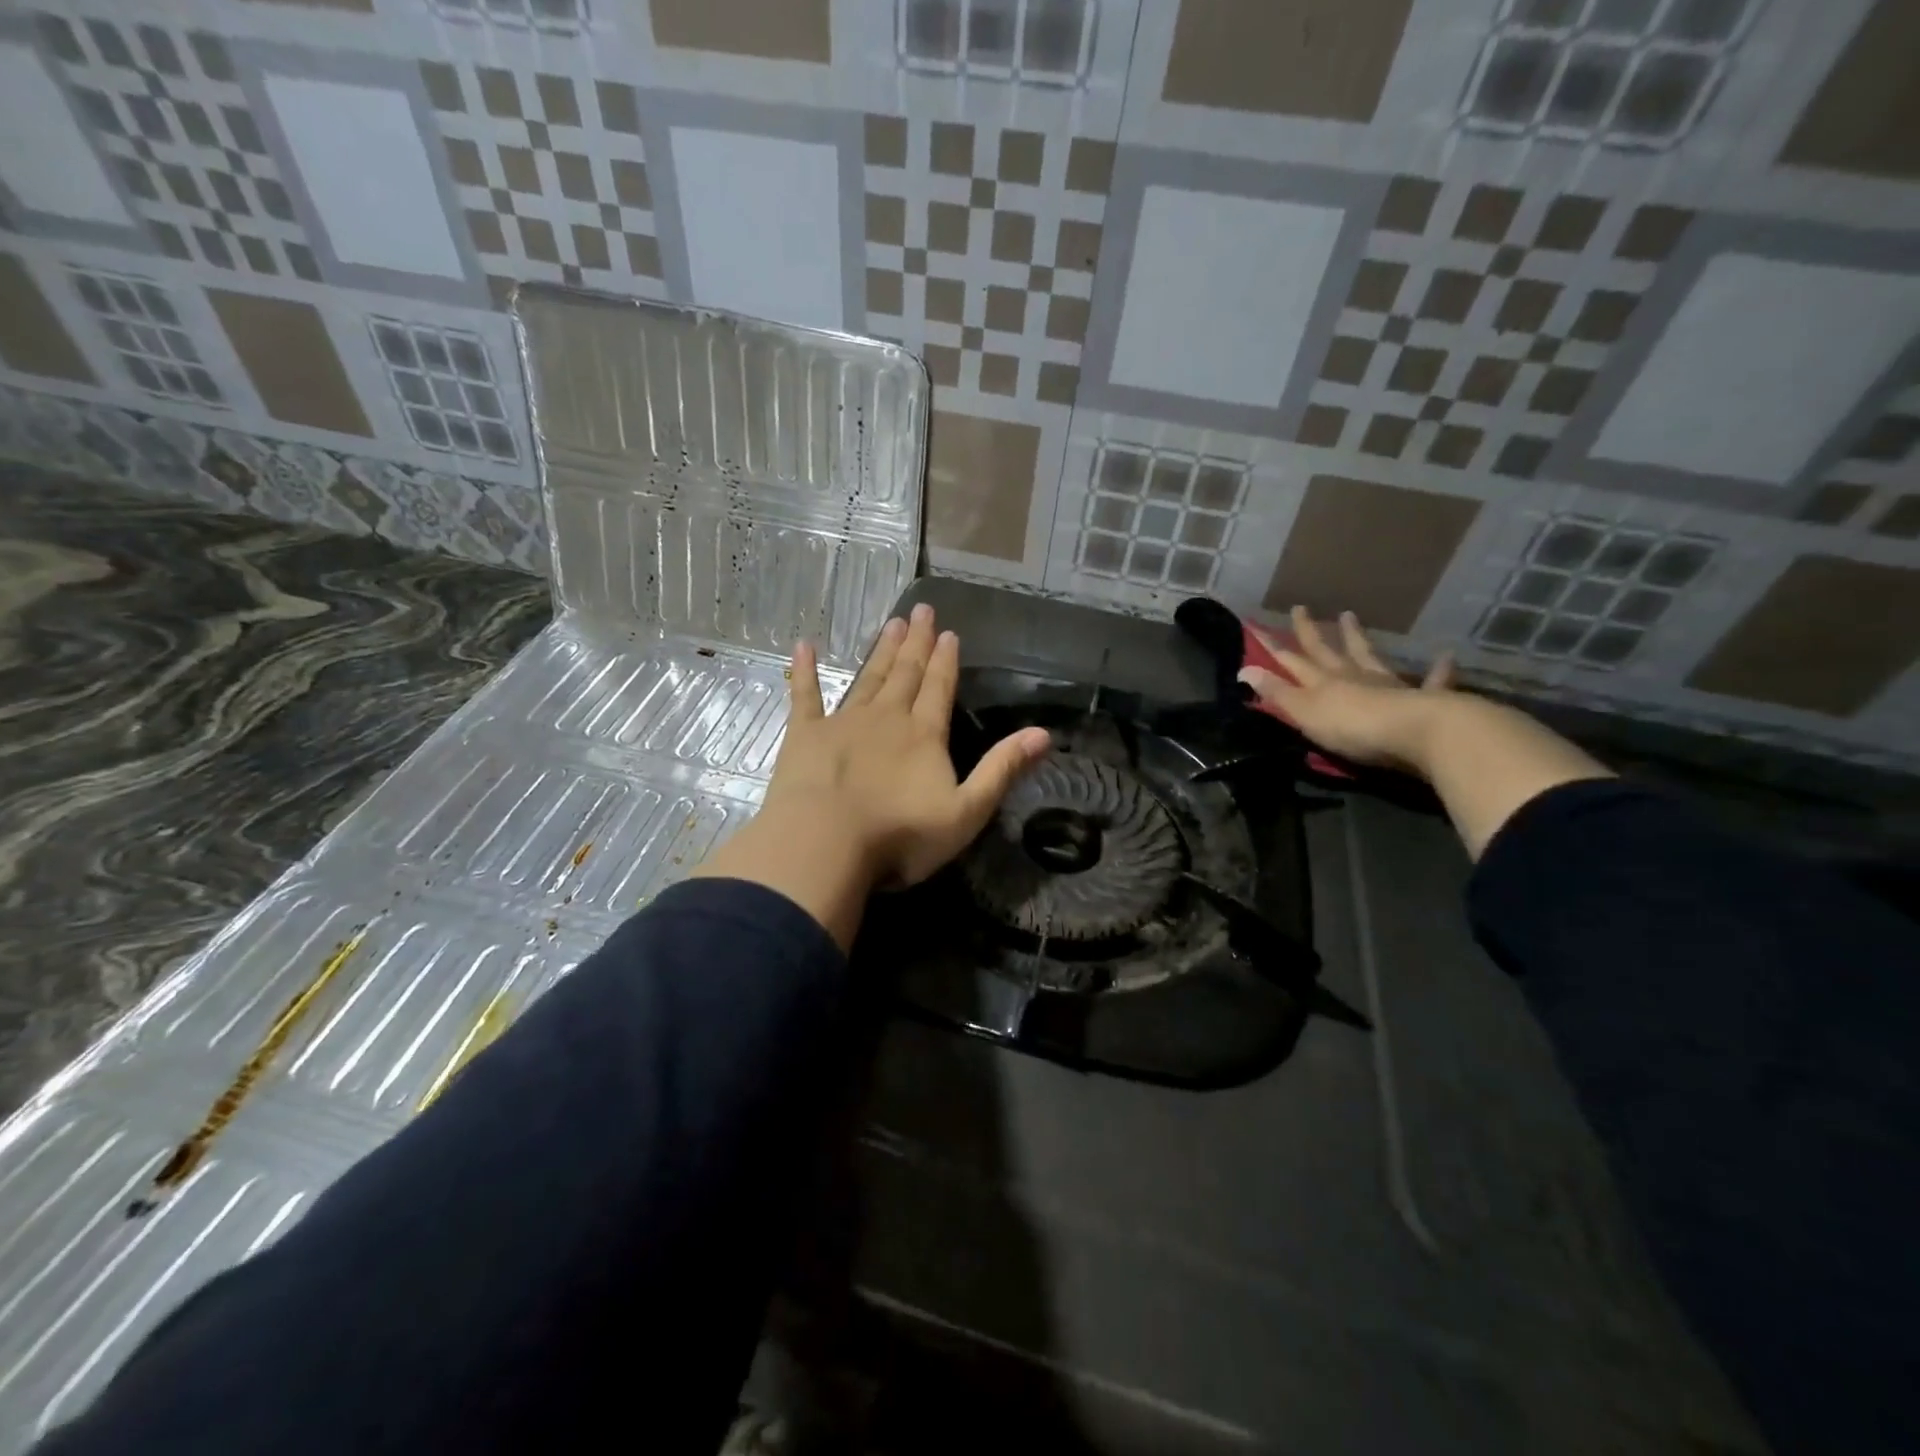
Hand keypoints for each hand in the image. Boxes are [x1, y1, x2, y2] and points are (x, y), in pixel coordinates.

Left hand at [694, 604, 1049, 948]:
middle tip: (921, 610)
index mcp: (924, 735)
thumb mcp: (967, 811)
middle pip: (905, 674)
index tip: (949, 632)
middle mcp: (886, 718)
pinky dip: (804, 670)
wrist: (825, 844)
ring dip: (881, 651)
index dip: (946, 661)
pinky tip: (803, 646)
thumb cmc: (900, 835)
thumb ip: (1002, 770)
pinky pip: (805, 695)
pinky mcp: (805, 735)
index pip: (939, 688)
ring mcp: (843, 723)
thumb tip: (1043, 734)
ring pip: (868, 678)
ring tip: (891, 623)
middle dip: (916, 643)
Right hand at [1238, 605, 1455, 774]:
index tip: (1257, 626)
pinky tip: (1445, 656)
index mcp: (1322, 682)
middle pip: (1327, 651)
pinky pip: (1431, 681)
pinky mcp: (1423, 698)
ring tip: (1350, 616)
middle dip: (1311, 632)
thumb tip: (1244, 669)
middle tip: (1301, 609)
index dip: (1273, 646)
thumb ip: (1277, 692)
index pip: (1291, 660)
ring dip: (1358, 637)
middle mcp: (1353, 676)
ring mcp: (1388, 684)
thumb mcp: (1305, 712)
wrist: (1416, 733)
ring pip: (1368, 655)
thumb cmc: (1352, 726)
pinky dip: (1436, 670)